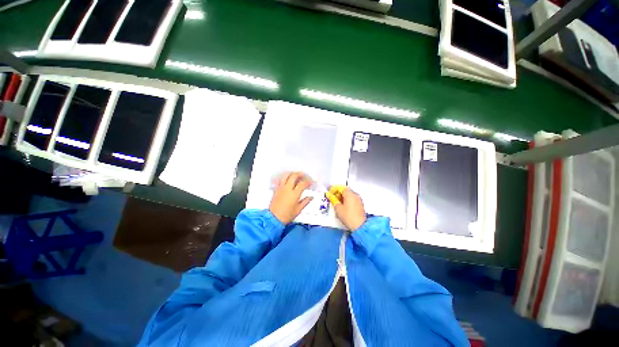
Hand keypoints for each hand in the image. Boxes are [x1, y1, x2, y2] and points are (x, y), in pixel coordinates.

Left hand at [269, 172, 313, 223]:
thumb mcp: (298, 210)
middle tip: (304, 175)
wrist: (273, 218)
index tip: (310, 183)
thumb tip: (311, 197)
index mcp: (294, 194)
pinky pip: (281, 180)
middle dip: (300, 174)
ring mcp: (281, 188)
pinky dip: (285, 177)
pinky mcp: (276, 189)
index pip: (302, 184)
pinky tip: (288, 180)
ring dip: (292, 174)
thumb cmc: (287, 215)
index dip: (307, 182)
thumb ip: (305, 202)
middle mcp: (287, 189)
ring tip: (295, 175)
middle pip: (294, 176)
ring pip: (286, 176)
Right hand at [331, 188, 365, 230]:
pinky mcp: (360, 204)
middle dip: (338, 193)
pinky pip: (352, 198)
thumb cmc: (348, 216)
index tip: (329, 193)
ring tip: (337, 202)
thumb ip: (333, 200)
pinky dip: (347, 200)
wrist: (359, 225)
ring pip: (349, 194)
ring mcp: (358, 199)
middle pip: (345, 190)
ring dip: (342, 197)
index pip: (340, 187)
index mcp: (349, 194)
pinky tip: (343, 206)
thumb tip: (329, 195)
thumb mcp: (338, 208)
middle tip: (332, 198)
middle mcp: (355, 194)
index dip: (334, 189)